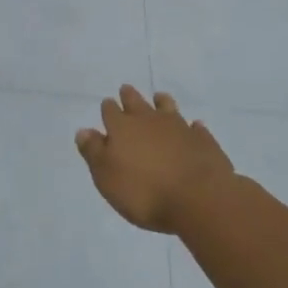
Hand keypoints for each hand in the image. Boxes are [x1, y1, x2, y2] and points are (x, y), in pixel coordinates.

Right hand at [75, 86, 235, 233]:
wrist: (198, 198)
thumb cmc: (144, 191)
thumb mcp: (107, 177)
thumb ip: (94, 152)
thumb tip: (84, 130)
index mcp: (122, 128)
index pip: (111, 112)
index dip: (108, 108)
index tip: (107, 103)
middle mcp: (150, 121)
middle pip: (137, 103)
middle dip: (130, 97)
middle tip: (126, 90)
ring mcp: (179, 127)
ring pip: (167, 108)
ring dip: (162, 103)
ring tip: (159, 97)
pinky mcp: (203, 140)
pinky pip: (195, 128)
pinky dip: (192, 127)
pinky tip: (194, 127)